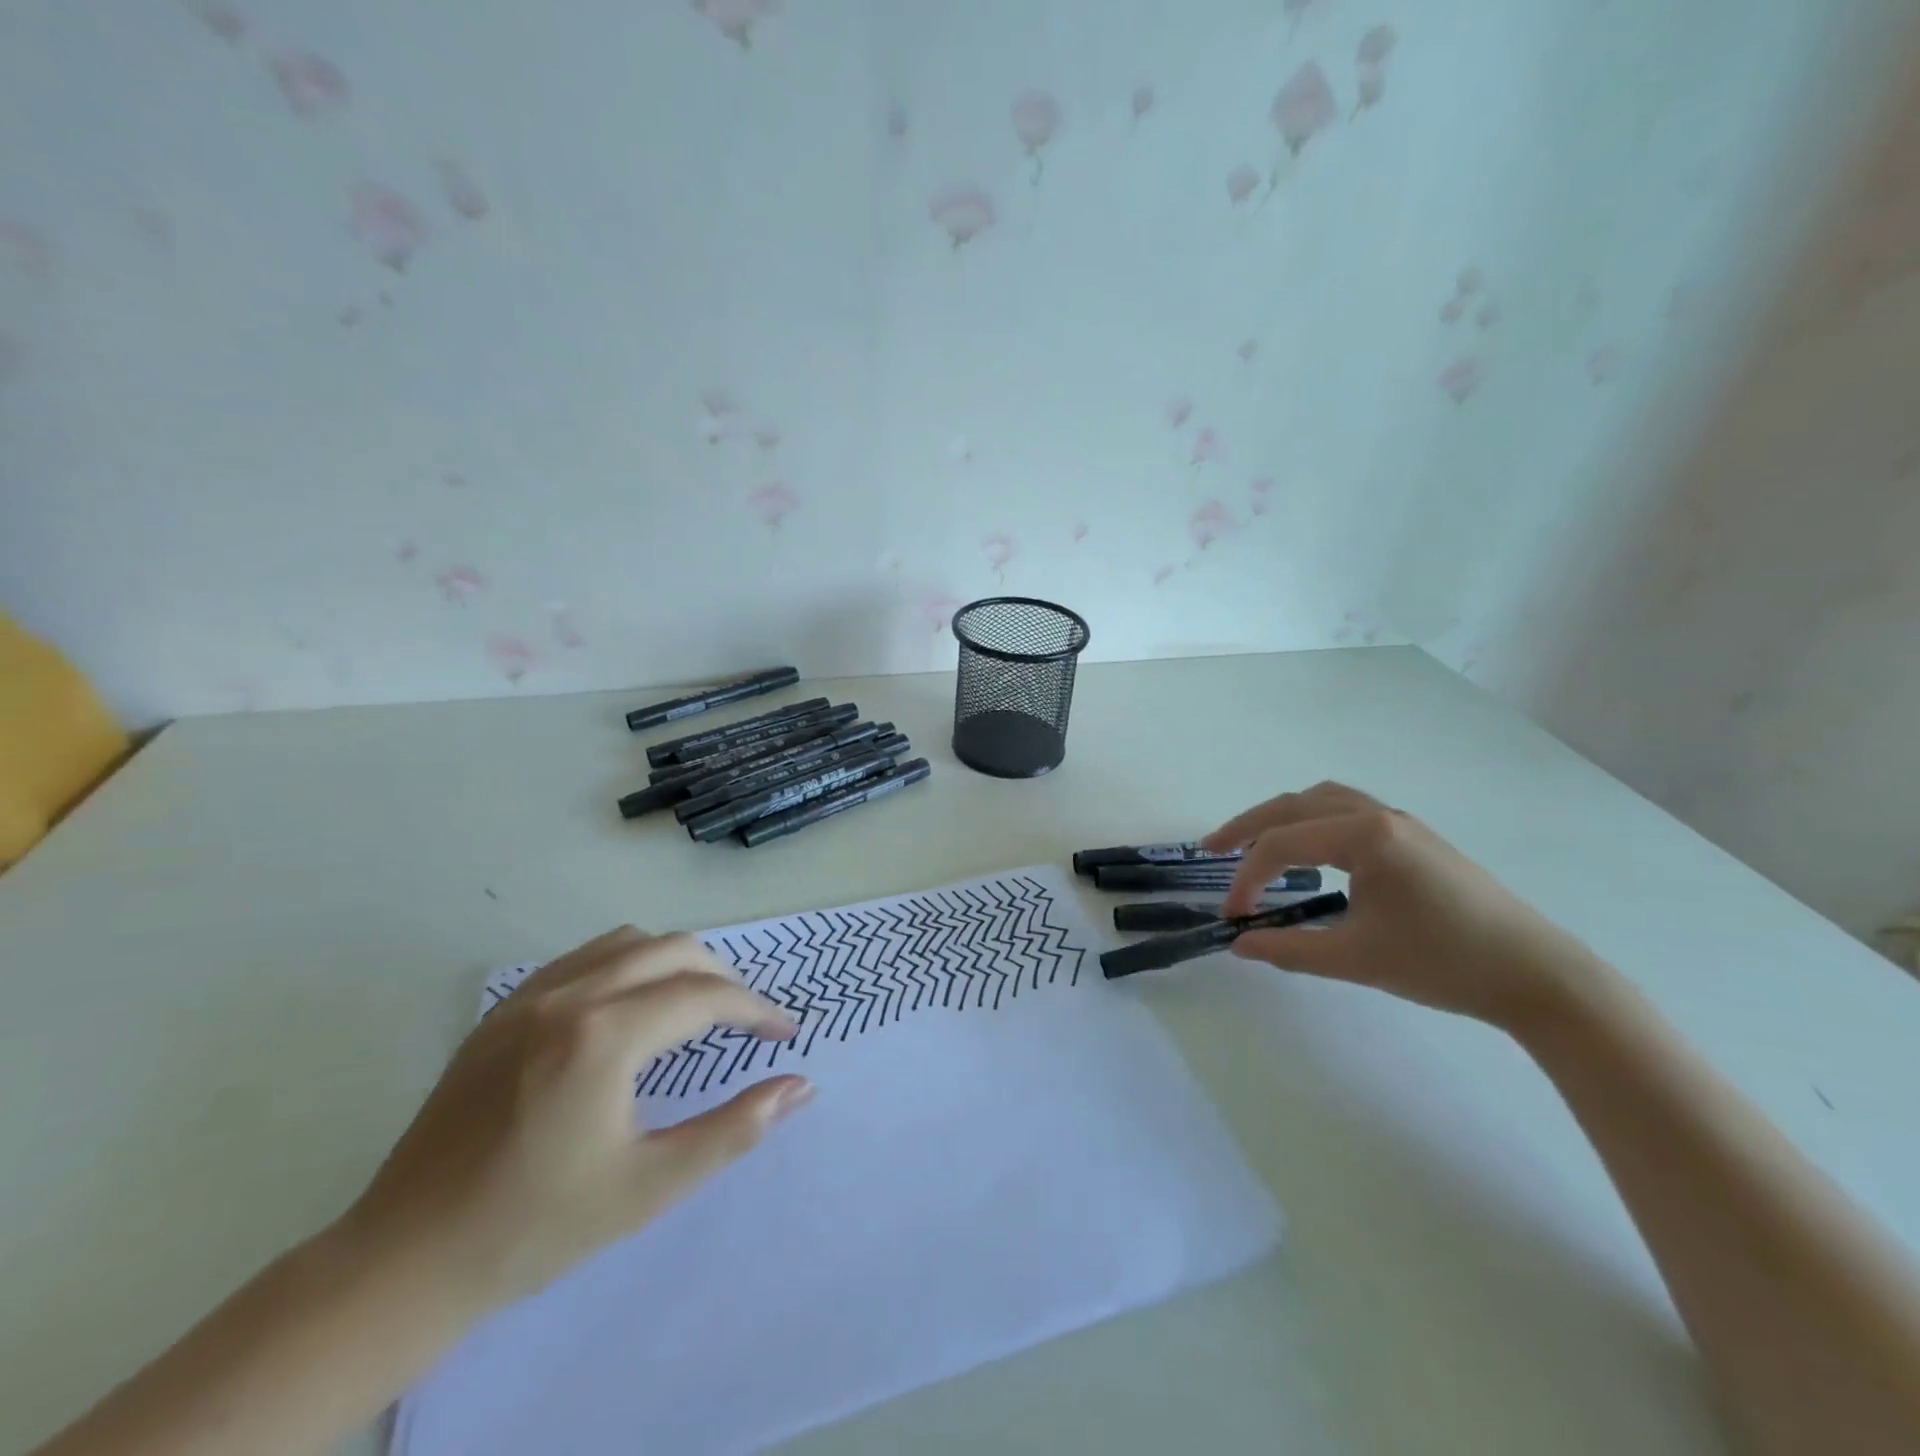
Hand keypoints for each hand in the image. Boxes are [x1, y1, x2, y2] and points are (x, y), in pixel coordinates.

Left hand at [339, 927, 811, 1313]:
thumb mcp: (651, 1186)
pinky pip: (585, 957)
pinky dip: (629, 965)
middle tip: (746, 1022)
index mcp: (605, 1036)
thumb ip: (735, 1129)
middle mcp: (571, 995)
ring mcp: (531, 996)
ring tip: (695, 1008)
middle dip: (724, 979)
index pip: (706, 996)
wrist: (403, 1262)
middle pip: (675, 950)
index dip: (756, 1010)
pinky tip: (631, 1010)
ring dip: (677, 964)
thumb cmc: (536, 1228)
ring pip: (630, 942)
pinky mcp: (504, 1009)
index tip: (784, 1034)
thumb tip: (800, 1086)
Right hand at [1203, 781, 1603, 1031]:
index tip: (1232, 914)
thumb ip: (1289, 949)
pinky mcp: (1412, 838)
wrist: (1537, 975)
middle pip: (1293, 805)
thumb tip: (1239, 944)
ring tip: (1252, 843)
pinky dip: (1310, 821)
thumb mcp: (1357, 959)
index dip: (1247, 878)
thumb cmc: (1444, 963)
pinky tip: (1308, 849)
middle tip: (1211, 848)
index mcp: (1364, 836)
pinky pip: (1345, 811)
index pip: (1283, 845)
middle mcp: (1378, 815)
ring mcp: (1399, 822)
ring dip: (1280, 817)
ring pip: (1320, 800)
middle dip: (1247, 825)